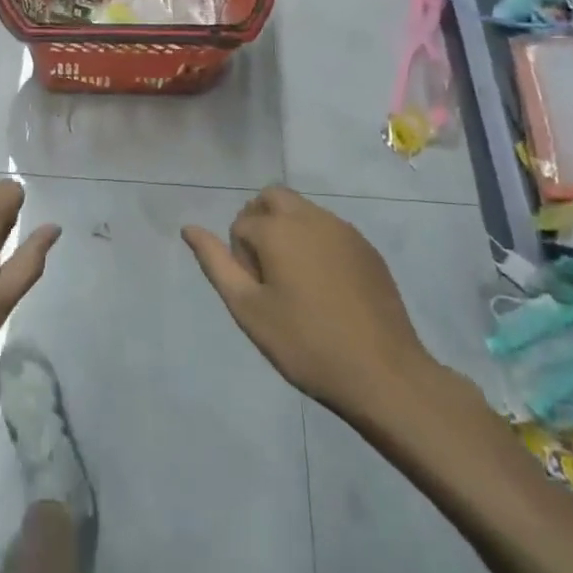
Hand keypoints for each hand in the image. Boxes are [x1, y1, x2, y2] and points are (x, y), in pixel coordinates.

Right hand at [182, 185, 440, 425]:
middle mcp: (311, 216)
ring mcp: (344, 230)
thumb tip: (189, 228)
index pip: (241, 224)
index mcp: (278, 228)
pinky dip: (316, 244)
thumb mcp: (248, 308)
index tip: (255, 293)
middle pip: (272, 198)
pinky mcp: (367, 248)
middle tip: (267, 273)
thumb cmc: (305, 343)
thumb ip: (216, 263)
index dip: (239, 257)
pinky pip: (330, 229)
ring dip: (288, 231)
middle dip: (260, 223)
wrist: (383, 373)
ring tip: (296, 284)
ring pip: (303, 211)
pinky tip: (326, 289)